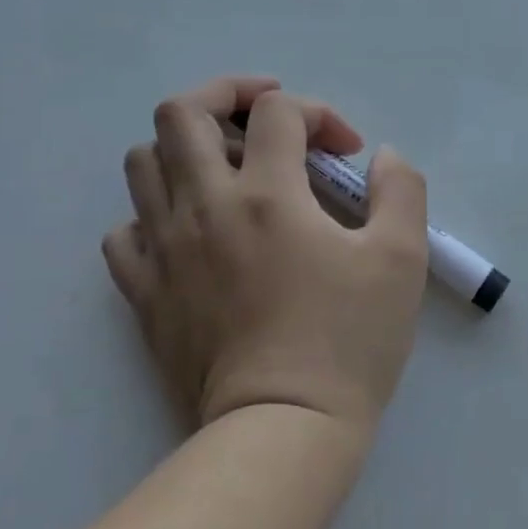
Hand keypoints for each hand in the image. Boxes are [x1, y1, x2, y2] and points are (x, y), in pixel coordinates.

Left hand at [103, 76, 429, 433]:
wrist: (283, 432)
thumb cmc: (348, 341)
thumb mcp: (401, 258)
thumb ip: (400, 189)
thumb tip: (383, 157)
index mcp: (267, 194)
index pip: (278, 111)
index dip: (319, 113)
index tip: (346, 153)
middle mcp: (204, 207)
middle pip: (180, 112)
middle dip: (225, 96)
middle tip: (263, 121)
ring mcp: (165, 250)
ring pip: (143, 163)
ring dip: (186, 150)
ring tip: (227, 172)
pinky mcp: (144, 294)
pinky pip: (125, 233)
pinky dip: (155, 217)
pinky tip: (192, 234)